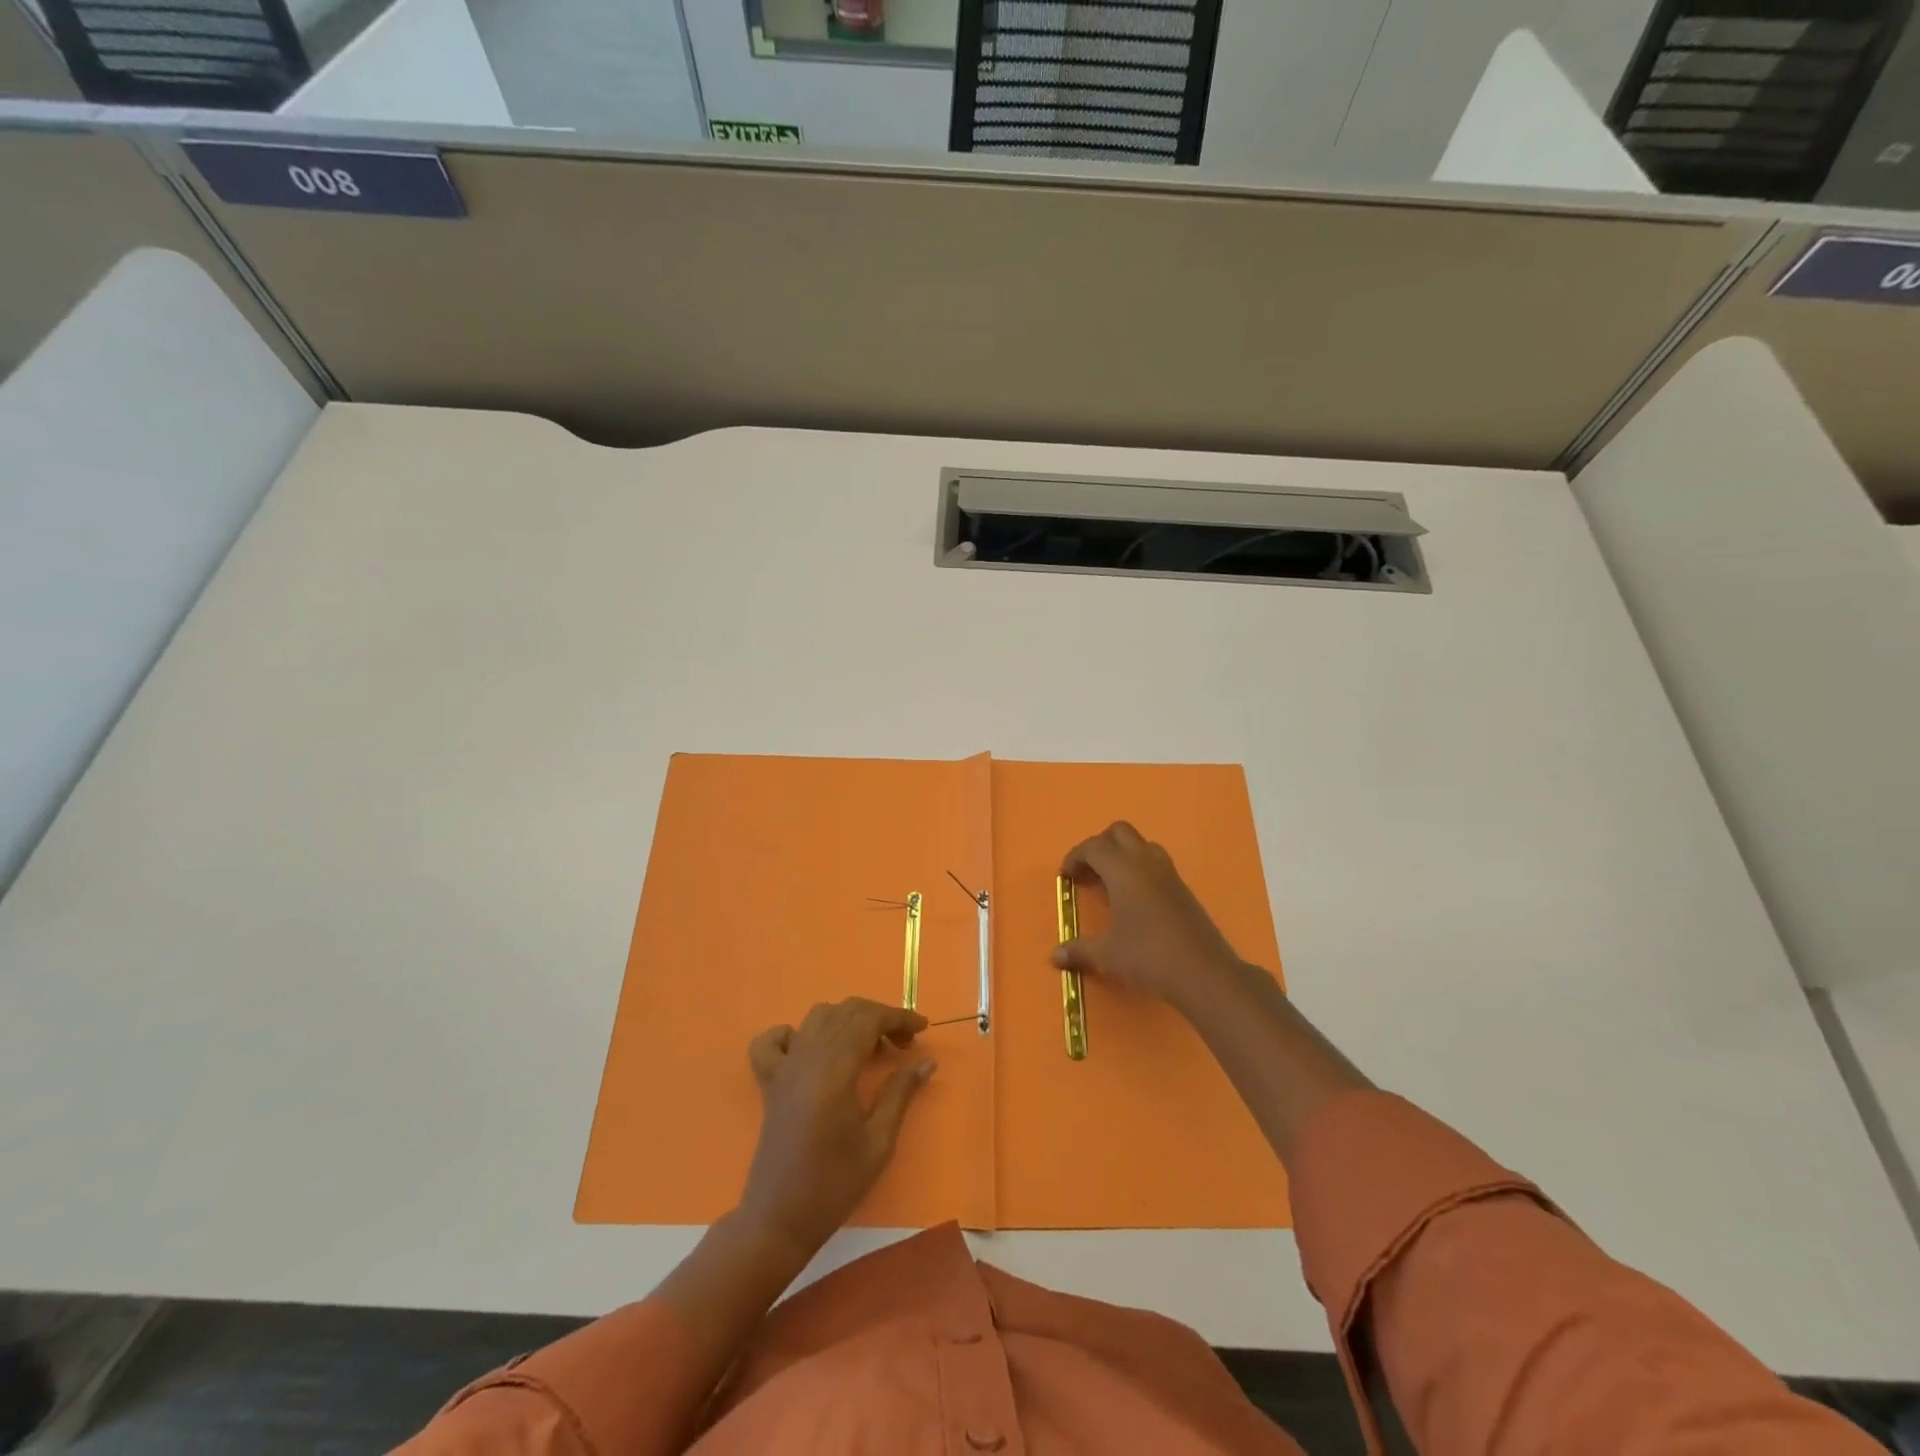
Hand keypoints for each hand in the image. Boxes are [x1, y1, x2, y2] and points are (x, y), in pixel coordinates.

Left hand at [736, 997, 934, 1258]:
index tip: (923, 1028)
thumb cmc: (834, 1185)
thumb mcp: (878, 1143)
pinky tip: (811, 1049)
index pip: (869, 1020)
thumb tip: (926, 1061)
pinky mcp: (769, 1081)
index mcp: (834, 1069)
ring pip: (817, 1017)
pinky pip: (773, 1040)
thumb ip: (900, 1093)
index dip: (899, 1017)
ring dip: (848, 1020)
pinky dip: (795, 1033)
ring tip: (870, 1047)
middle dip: (879, 1017)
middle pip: (846, 1011)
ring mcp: (784, 1067)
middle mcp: (807, 1057)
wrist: (778, 1220)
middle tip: (904, 1043)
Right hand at [1053, 821, 1247, 1012]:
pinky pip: (1156, 864)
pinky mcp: (1183, 889)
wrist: (1204, 973)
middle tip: (1088, 872)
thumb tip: (1055, 956)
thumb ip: (1079, 951)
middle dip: (1100, 846)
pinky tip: (1134, 901)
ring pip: (1142, 845)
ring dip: (1122, 855)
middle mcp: (1146, 863)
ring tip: (1111, 884)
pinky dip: (1140, 870)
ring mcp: (1169, 874)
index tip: (1066, 876)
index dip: (1075, 857)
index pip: (1094, 847)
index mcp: (1123, 870)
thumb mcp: (1107, 955)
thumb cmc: (1148, 956)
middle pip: (1119, 832)